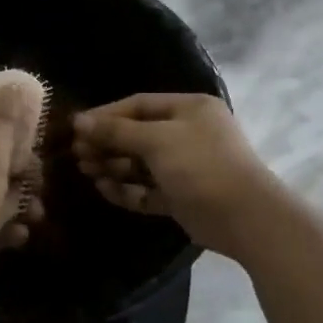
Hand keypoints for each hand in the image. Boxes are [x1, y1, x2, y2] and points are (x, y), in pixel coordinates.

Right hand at [72, 94, 281, 256]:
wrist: (245, 217)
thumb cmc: (200, 165)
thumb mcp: (156, 140)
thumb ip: (116, 131)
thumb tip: (79, 121)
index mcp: (189, 109)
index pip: (139, 105)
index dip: (107, 114)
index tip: (77, 127)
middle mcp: (188, 133)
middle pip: (138, 134)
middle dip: (107, 143)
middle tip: (77, 153)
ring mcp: (186, 166)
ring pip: (141, 163)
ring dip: (113, 166)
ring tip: (85, 170)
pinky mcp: (182, 196)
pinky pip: (148, 188)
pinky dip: (127, 189)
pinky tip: (104, 189)